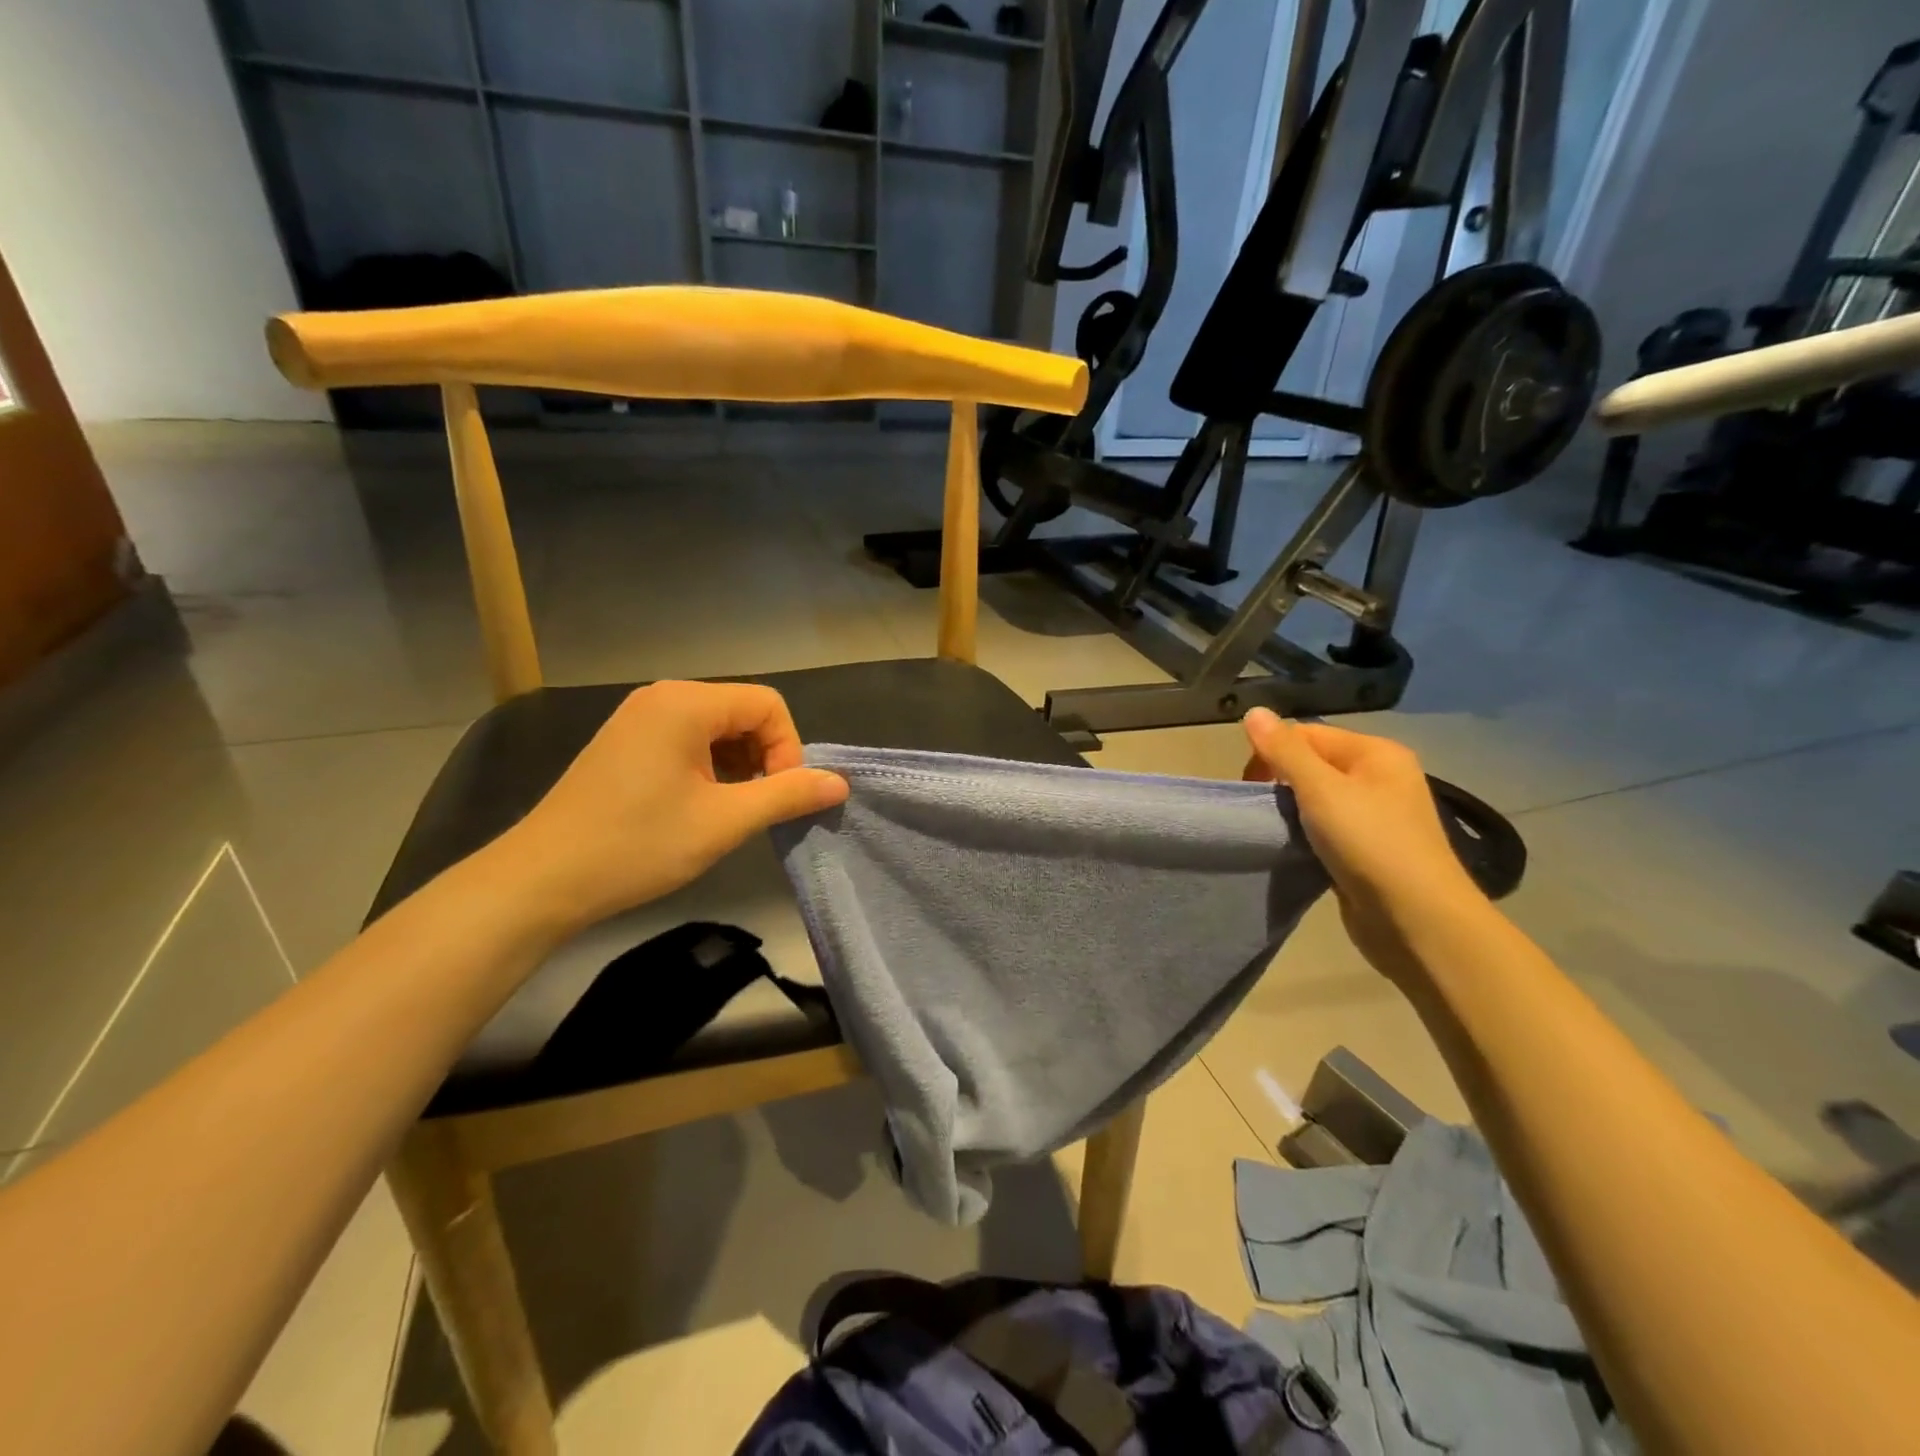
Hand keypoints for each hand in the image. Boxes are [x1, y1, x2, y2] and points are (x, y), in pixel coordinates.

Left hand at [498, 681, 847, 932]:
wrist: (542, 880)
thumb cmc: (638, 845)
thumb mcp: (724, 822)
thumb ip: (787, 795)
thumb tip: (839, 783)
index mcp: (686, 703)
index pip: (769, 705)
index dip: (788, 749)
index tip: (777, 797)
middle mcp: (663, 697)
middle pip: (743, 713)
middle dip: (763, 758)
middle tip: (754, 809)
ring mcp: (640, 718)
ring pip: (717, 729)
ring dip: (737, 766)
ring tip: (727, 812)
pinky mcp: (626, 742)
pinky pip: (688, 741)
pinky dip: (709, 768)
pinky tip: (697, 807)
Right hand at [1242, 707, 1484, 984]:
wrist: (1417, 920)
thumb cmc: (1370, 843)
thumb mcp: (1321, 790)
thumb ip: (1284, 751)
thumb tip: (1253, 711)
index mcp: (1376, 753)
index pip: (1307, 734)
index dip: (1273, 753)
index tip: (1250, 786)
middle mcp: (1380, 777)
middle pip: (1312, 764)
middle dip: (1280, 783)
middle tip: (1262, 810)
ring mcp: (1377, 815)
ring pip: (1317, 799)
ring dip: (1292, 812)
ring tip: (1277, 831)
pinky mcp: (1368, 849)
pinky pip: (1326, 829)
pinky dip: (1306, 836)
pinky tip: (1296, 850)